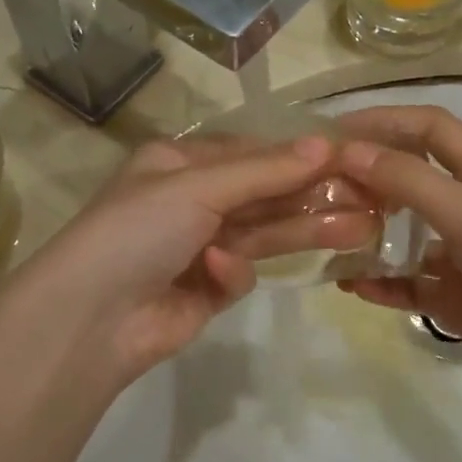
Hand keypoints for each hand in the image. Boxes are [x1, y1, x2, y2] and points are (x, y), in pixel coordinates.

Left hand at [16, 132, 377, 391]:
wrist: (89, 318)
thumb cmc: (138, 230)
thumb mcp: (199, 188)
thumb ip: (265, 170)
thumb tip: (326, 143)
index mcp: (178, 164)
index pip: (251, 152)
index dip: (299, 155)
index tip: (349, 158)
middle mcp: (190, 200)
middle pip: (264, 193)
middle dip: (313, 195)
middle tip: (372, 198)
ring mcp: (198, 246)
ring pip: (263, 233)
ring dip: (304, 230)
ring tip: (363, 229)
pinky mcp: (205, 290)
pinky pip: (237, 273)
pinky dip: (232, 273)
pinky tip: (217, 275)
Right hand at [334, 105, 461, 398]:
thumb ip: (408, 181)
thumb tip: (347, 151)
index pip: (426, 127)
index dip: (382, 120)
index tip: (331, 134)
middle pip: (406, 177)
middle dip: (363, 178)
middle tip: (316, 191)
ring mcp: (460, 254)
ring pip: (400, 233)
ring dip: (364, 232)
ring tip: (323, 238)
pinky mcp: (454, 297)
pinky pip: (405, 283)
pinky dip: (378, 283)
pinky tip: (351, 286)